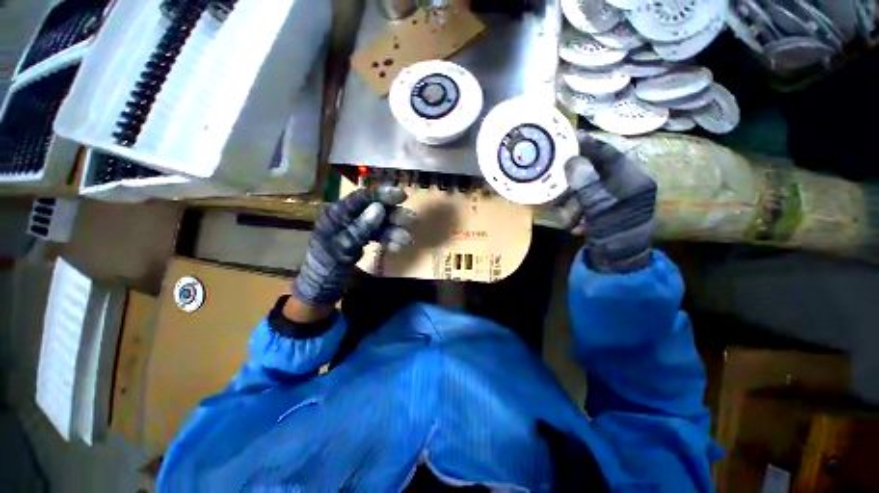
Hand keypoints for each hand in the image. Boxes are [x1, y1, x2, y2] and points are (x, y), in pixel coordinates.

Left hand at [292, 186, 414, 307]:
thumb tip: (380, 208)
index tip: (403, 196)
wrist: (322, 286)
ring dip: (394, 230)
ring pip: (379, 223)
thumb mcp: (343, 247)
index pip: (361, 198)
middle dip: (393, 215)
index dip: (383, 195)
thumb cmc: (327, 265)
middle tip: (411, 219)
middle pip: (374, 210)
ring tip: (407, 240)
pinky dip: (388, 240)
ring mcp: (355, 227)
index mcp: (336, 214)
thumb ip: (361, 228)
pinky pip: (378, 235)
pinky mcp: (360, 237)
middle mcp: (347, 217)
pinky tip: (397, 247)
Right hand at [559, 134, 656, 272]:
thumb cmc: (615, 237)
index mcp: (633, 180)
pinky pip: (584, 202)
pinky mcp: (604, 210)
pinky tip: (576, 226)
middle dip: (574, 185)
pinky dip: (576, 212)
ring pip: (585, 189)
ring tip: (570, 221)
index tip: (569, 137)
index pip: (609, 154)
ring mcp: (614, 199)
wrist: (619, 265)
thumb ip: (587, 185)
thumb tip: (573, 161)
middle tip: (558, 190)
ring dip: (573, 204)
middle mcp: (625, 185)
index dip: (589, 145)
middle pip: (594, 172)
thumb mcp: (601, 210)